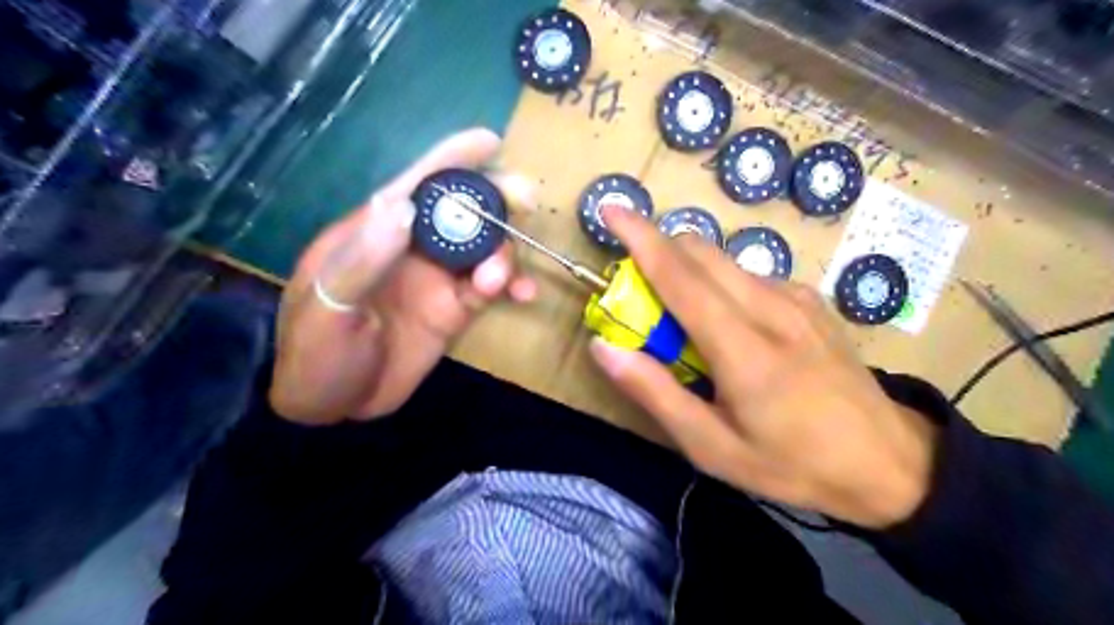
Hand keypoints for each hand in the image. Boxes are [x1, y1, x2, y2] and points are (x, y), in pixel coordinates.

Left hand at [268, 128, 529, 427]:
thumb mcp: (326, 308)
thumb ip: (363, 260)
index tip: (489, 142)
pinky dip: (512, 285)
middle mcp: (412, 249)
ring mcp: (437, 279)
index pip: (415, 185)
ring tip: (500, 281)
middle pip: (461, 212)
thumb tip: (404, 205)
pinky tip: (524, 296)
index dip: (451, 159)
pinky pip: (491, 288)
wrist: (333, 405)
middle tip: (527, 201)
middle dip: (495, 201)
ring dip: (504, 254)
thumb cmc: (316, 354)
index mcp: (374, 234)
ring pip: (483, 249)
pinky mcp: (455, 310)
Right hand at [586, 206, 933, 530]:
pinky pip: (750, 275)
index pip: (681, 277)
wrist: (889, 462)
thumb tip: (603, 347)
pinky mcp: (811, 301)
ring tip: (686, 322)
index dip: (640, 238)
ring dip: (689, 271)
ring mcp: (798, 299)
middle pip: (701, 252)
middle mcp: (772, 308)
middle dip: (659, 252)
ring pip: (725, 261)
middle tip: (640, 295)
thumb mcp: (712, 447)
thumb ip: (655, 393)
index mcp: (744, 349)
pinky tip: (731, 325)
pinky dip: (721, 284)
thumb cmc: (793, 464)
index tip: (610, 209)